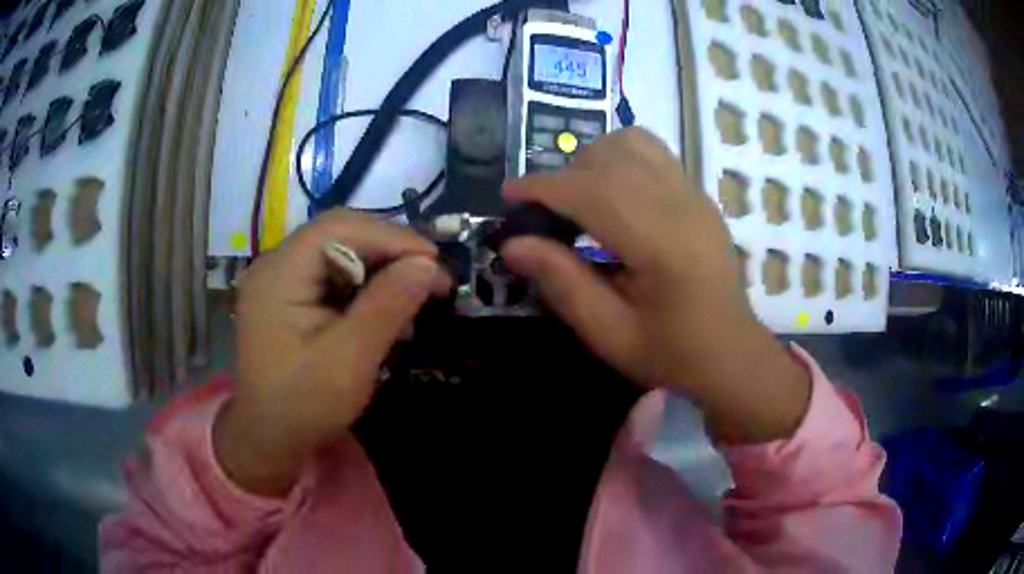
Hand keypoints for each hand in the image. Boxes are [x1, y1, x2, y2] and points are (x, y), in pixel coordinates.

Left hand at [215, 211, 450, 495]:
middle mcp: (276, 264)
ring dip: (380, 268)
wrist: (266, 439)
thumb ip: (387, 306)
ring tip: (414, 295)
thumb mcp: (350, 360)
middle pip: (339, 233)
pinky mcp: (289, 296)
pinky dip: (364, 286)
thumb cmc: (303, 406)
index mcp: (280, 273)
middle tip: (431, 276)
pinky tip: (385, 309)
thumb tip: (429, 263)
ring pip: (340, 251)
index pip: (340, 228)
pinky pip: (332, 275)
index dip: (392, 237)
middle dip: (389, 250)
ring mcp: (281, 279)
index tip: (435, 262)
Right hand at [501, 128, 809, 443]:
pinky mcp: (698, 194)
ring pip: (631, 143)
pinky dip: (620, 158)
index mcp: (662, 243)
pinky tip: (613, 194)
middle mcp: (681, 204)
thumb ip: (563, 284)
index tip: (508, 195)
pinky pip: (652, 152)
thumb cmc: (672, 353)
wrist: (731, 352)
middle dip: (563, 176)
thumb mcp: (609, 334)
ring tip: (579, 199)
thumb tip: (513, 244)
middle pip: (609, 157)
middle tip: (544, 214)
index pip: (592, 191)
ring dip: (592, 160)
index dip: (543, 187)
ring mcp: (694, 194)